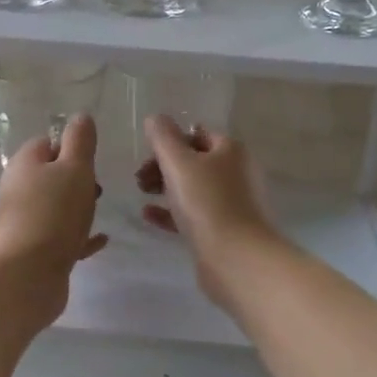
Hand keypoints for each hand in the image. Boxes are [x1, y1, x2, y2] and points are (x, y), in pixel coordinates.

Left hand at [0, 114, 107, 310]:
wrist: (28, 274)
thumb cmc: (55, 212)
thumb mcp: (75, 168)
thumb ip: (80, 141)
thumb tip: (80, 117)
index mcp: (24, 164)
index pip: (46, 143)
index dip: (70, 148)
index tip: (92, 161)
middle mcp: (17, 190)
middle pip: (48, 176)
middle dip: (74, 179)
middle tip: (97, 189)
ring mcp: (21, 222)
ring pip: (52, 207)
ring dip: (74, 208)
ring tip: (97, 214)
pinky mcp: (30, 251)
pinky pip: (57, 237)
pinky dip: (77, 236)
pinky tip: (99, 241)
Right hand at [137, 116, 277, 306]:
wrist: (236, 259)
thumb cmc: (207, 203)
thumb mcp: (179, 163)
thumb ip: (164, 137)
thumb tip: (156, 118)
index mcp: (231, 151)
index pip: (197, 134)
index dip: (171, 140)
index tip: (147, 154)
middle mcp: (236, 173)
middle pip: (194, 161)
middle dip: (163, 165)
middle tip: (140, 178)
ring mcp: (232, 203)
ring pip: (193, 188)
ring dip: (165, 187)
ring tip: (141, 194)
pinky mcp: (224, 230)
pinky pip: (193, 214)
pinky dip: (171, 212)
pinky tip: (148, 215)